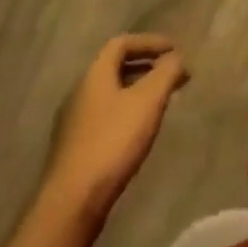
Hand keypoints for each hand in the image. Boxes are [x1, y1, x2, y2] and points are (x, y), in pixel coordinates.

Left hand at [40, 35, 188, 241]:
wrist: (70, 204)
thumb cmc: (112, 143)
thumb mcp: (148, 102)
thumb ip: (166, 73)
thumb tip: (176, 57)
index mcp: (94, 74)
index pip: (122, 43)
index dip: (150, 42)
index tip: (174, 51)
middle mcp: (79, 91)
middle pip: (115, 67)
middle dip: (145, 66)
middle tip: (171, 75)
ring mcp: (73, 122)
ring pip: (109, 94)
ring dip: (135, 91)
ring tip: (159, 103)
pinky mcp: (73, 149)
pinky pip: (104, 116)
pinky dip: (125, 113)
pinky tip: (137, 133)